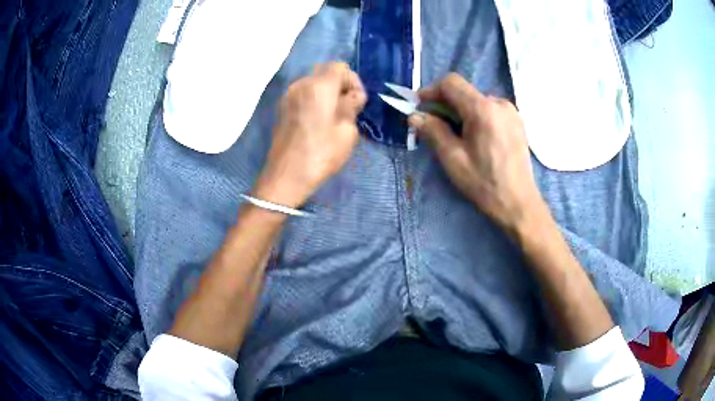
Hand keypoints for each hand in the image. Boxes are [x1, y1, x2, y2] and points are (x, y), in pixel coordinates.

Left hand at [254, 62, 366, 207]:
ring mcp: (288, 95)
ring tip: (333, 116)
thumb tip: (352, 96)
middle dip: (340, 86)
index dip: (353, 81)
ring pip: (313, 83)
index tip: (357, 102)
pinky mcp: (282, 107)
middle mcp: (301, 84)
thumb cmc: (321, 153)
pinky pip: (303, 94)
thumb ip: (352, 106)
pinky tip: (318, 121)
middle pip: (325, 72)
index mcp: (319, 86)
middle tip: (348, 108)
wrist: (286, 176)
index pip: (340, 68)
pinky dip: (314, 100)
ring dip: (327, 93)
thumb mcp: (347, 131)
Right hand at [408, 73, 544, 230]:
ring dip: (461, 111)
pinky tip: (475, 138)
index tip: (419, 107)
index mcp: (483, 109)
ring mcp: (511, 111)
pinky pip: (490, 109)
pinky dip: (476, 116)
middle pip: (464, 91)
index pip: (451, 83)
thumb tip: (415, 116)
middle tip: (434, 125)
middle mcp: (499, 103)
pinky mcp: (516, 121)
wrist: (518, 203)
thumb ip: (433, 131)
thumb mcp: (453, 159)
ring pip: (477, 100)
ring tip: (456, 135)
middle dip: (445, 104)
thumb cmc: (484, 183)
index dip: (431, 91)